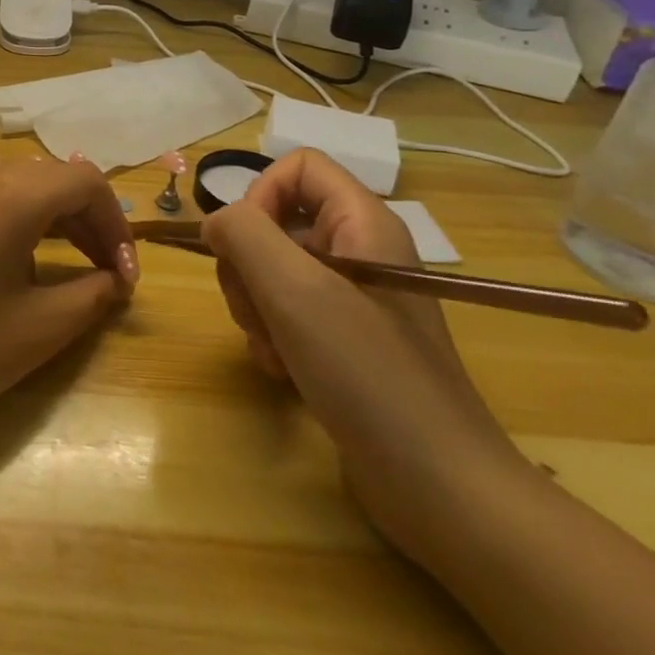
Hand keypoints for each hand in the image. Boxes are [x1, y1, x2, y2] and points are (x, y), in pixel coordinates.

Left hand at [0, 157, 139, 440]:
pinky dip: (1, 222)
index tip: (123, 275)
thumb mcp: (40, 329)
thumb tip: (113, 280)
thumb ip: (92, 295)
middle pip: (46, 179)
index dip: (115, 223)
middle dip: (83, 220)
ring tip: (56, 265)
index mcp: (7, 196)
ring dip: (43, 218)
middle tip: (102, 270)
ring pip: (7, 186)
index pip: (84, 181)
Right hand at [201, 149, 537, 563]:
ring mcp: (354, 299)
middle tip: (256, 311)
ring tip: (271, 349)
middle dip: (248, 266)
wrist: (439, 486)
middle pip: (276, 222)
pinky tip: (282, 370)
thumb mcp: (295, 292)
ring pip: (273, 271)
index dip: (259, 195)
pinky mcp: (345, 340)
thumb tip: (216, 221)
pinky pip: (287, 313)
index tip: (244, 246)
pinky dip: (272, 336)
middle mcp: (360, 251)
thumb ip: (244, 235)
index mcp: (363, 223)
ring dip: (255, 307)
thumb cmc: (368, 373)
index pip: (297, 167)